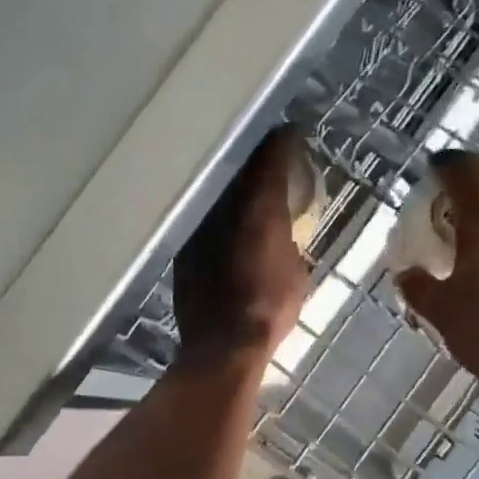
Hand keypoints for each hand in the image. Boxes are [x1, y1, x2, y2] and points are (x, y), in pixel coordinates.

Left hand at [173, 125, 311, 371]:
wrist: (222, 347)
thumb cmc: (269, 312)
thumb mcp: (297, 273)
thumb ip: (289, 242)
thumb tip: (282, 232)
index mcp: (260, 211)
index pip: (270, 161)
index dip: (281, 143)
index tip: (288, 132)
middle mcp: (224, 209)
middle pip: (238, 168)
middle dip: (253, 157)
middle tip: (267, 152)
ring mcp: (198, 227)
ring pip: (215, 191)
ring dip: (229, 183)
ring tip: (243, 182)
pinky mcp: (181, 249)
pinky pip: (201, 217)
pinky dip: (213, 213)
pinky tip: (221, 218)